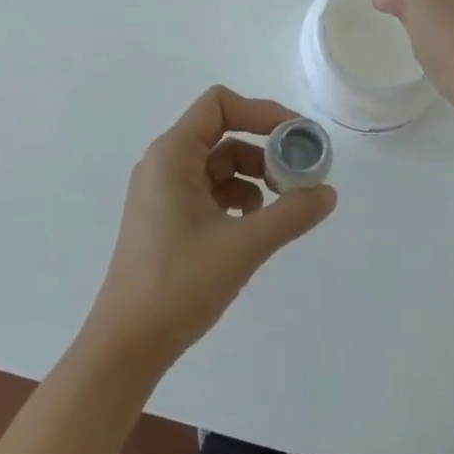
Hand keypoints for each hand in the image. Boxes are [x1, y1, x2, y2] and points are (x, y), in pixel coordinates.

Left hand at [86, 87, 336, 370]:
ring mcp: (162, 192)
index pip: (220, 104)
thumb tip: (328, 192)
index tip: (297, 136)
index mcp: (172, 155)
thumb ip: (290, 214)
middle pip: (223, 132)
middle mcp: (164, 163)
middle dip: (264, 148)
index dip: (262, 112)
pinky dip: (237, 198)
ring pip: (218, 163)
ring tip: (281, 205)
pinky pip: (209, 190)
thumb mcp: (243, 246)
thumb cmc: (178, 285)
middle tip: (298, 173)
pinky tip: (253, 226)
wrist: (125, 348)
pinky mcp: (166, 218)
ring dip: (254, 176)